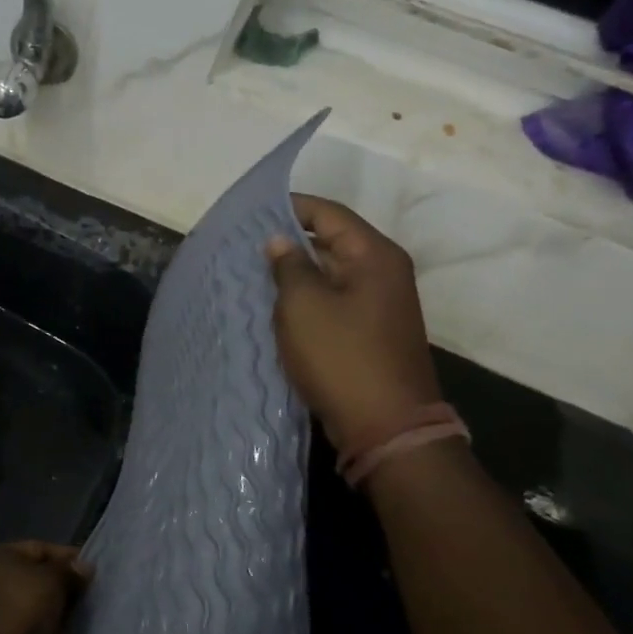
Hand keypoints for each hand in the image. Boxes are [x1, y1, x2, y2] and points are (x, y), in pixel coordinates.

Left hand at [0, 541, 90, 633]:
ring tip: (83, 617)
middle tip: (90, 595)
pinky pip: (30, 629)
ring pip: (33, 606)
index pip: (38, 548)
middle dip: (62, 586)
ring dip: (55, 612)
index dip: (66, 556)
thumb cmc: (21, 605)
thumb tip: (84, 567)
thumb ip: (69, 571)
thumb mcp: (52, 579)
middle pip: (35, 578)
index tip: (92, 569)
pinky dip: (46, 632)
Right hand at [265, 194, 442, 451]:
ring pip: (331, 272)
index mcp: (374, 255)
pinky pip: (335, 299)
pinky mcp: (372, 330)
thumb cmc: (342, 357)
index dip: (290, 207)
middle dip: (290, 240)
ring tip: (254, 273)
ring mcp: (381, 303)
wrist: (386, 426)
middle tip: (246, 245)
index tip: (252, 212)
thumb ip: (289, 266)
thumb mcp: (303, 305)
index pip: (328, 213)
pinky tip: (278, 305)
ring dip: (297, 272)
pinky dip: (308, 297)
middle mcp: (384, 271)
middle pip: (332, 240)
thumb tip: (279, 241)